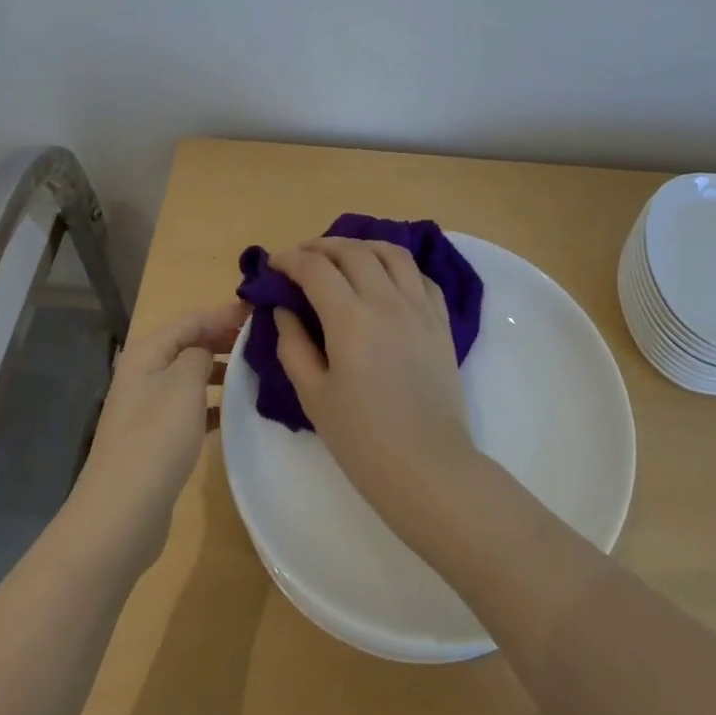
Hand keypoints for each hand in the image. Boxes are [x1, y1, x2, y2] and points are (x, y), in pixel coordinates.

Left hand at [66, 300, 248, 569]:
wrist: (122, 512)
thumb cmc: (156, 439)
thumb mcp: (184, 384)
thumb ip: (200, 354)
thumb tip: (207, 348)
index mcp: (147, 353)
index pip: (190, 319)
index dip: (224, 313)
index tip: (260, 312)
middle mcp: (144, 374)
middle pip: (188, 344)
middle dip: (222, 339)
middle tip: (263, 340)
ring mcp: (148, 408)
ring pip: (190, 376)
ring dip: (220, 371)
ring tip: (256, 372)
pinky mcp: (156, 438)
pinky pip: (190, 407)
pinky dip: (212, 404)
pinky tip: (236, 410)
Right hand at [269, 238, 479, 531]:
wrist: (427, 468)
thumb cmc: (362, 439)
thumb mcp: (313, 395)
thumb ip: (293, 345)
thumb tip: (285, 309)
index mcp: (350, 318)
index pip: (315, 268)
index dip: (289, 260)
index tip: (274, 265)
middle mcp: (387, 300)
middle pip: (353, 251)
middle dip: (321, 246)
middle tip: (302, 259)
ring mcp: (420, 307)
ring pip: (392, 252)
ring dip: (362, 246)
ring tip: (344, 257)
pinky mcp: (441, 321)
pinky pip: (420, 276)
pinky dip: (397, 266)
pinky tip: (385, 278)